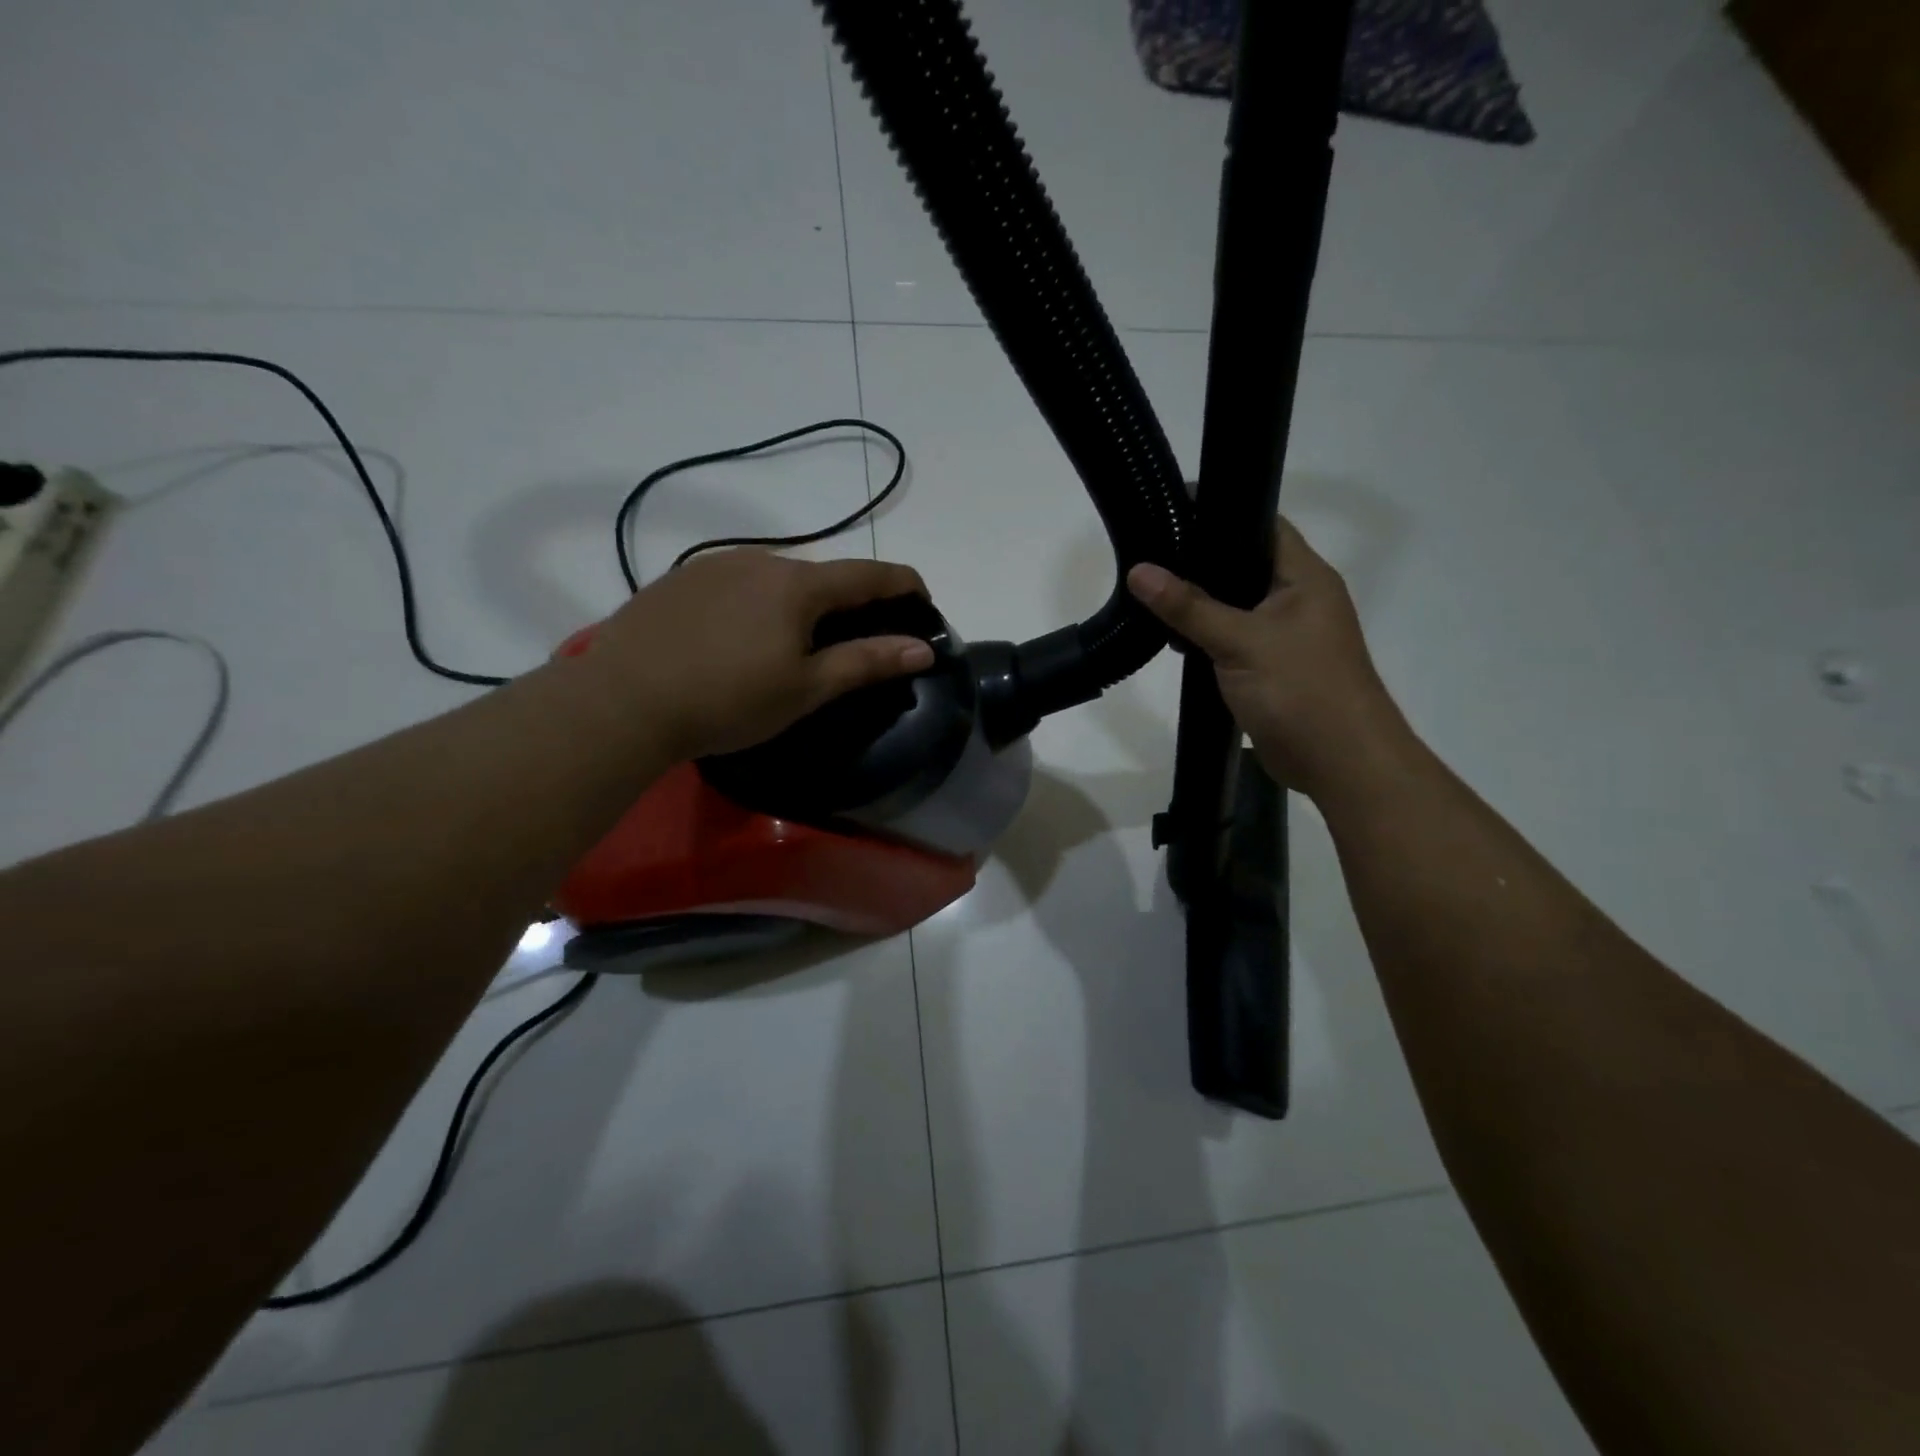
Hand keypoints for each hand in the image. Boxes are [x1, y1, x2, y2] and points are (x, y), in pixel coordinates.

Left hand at [583, 549, 934, 760]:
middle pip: (822, 576)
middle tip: (851, 644)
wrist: (623, 701)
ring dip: (798, 605)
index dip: (905, 585)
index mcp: (798, 584)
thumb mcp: (806, 688)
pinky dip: (756, 605)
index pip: (870, 574)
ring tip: (789, 648)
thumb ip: (866, 662)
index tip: (924, 602)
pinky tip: (737, 641)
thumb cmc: (728, 700)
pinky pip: (736, 584)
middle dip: (848, 603)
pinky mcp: (679, 580)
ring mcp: (714, 565)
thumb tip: (922, 647)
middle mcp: (760, 560)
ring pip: (776, 579)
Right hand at [1127, 519, 1412, 799]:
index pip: (1263, 525)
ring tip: (1149, 592)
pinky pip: (1233, 639)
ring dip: (1200, 604)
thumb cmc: (1300, 689)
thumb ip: (1189, 606)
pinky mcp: (1271, 667)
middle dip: (1200, 561)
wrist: (1340, 762)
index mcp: (1305, 577)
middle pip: (1244, 565)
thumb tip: (1139, 571)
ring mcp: (1286, 636)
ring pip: (1235, 606)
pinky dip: (1206, 637)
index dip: (1221, 511)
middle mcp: (1298, 599)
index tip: (1172, 508)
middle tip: (1149, 553)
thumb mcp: (1240, 641)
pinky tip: (1172, 638)